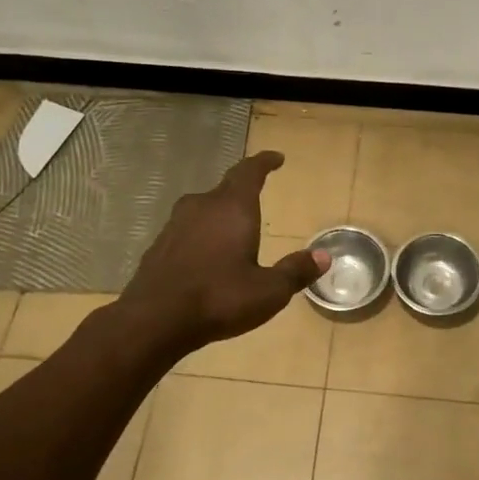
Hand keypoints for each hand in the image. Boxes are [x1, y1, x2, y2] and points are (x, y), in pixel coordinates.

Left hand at [118, 151, 329, 353]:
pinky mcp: (159, 247)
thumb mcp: (269, 291)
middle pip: (225, 189)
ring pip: (203, 209)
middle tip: (258, 196)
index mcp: (232, 208)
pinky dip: (202, 236)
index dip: (264, 162)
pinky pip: (188, 231)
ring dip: (221, 215)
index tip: (276, 158)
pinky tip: (207, 257)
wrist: (154, 321)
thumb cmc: (219, 298)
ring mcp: (175, 226)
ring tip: (235, 230)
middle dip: (243, 191)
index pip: (249, 172)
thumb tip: (324, 256)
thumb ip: (296, 271)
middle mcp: (202, 207)